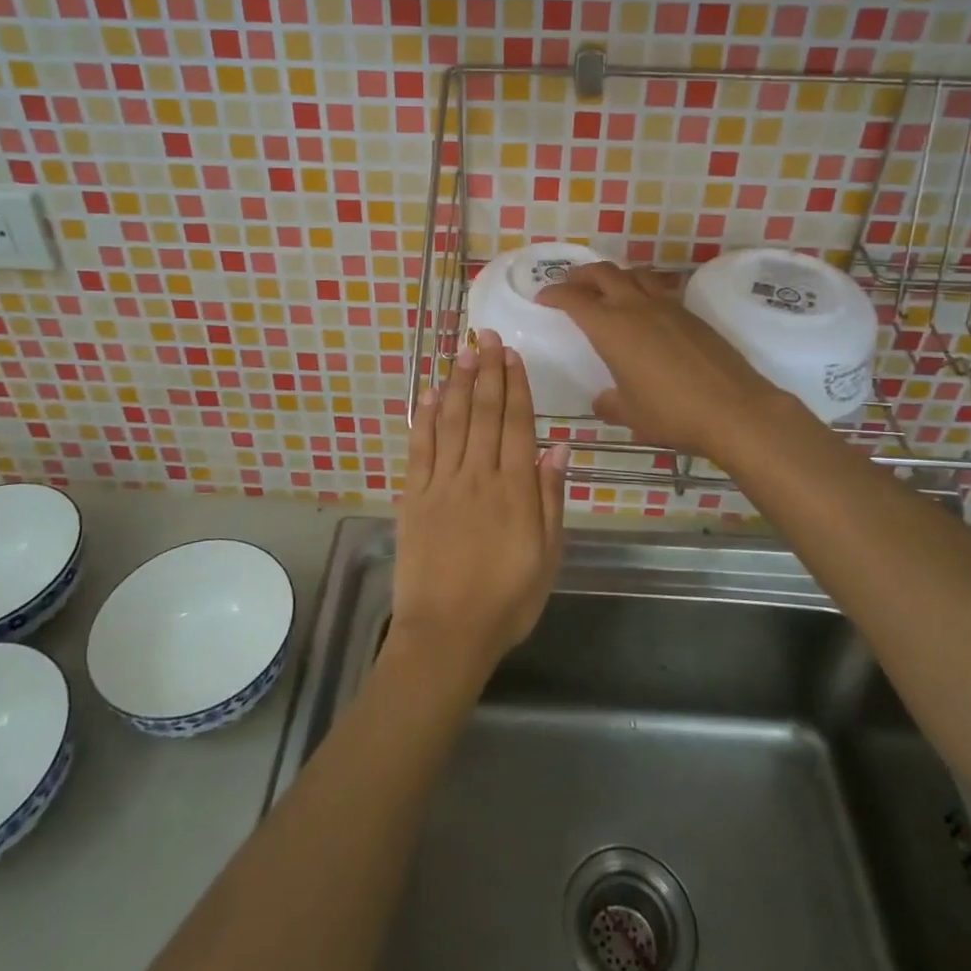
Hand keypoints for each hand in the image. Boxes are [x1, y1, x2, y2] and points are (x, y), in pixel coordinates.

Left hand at [391, 329, 568, 686]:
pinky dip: (424, 418)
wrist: (447, 634)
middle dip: (486, 371)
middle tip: (486, 336)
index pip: (515, 423)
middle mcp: (476, 475)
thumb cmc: (507, 600)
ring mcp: (441, 484)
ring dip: (457, 383)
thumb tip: (558, 448)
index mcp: (513, 489)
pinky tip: (428, 394)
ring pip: (450, 421)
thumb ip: (551, 498)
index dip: (515, 386)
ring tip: (462, 352)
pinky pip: (419, 448)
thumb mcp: (548, 555)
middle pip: (482, 412)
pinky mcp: (413, 497)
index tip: (512, 354)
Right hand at [537, 262, 786, 461]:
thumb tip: (602, 401)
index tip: (543, 297)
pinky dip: (643, 289)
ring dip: (616, 275)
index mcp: (611, 328)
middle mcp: (636, 307)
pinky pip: (659, 289)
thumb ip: (610, 404)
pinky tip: (646, 309)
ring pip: (635, 273)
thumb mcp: (631, 413)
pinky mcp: (692, 314)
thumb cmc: (671, 412)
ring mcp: (668, 307)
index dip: (554, 294)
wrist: (734, 409)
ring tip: (608, 287)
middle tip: (570, 283)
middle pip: (603, 273)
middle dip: (581, 274)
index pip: (574, 299)